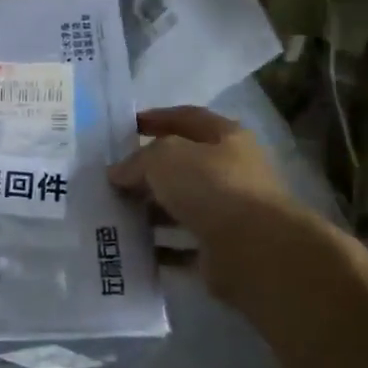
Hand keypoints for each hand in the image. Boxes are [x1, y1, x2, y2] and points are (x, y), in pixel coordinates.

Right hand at [109, 105, 316, 303]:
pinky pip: (181, 244)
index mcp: (227, 138)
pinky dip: (158, 246)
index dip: (158, 118)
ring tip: (115, 213)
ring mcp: (229, 213)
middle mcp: (232, 172)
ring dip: (150, 210)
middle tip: (113, 177)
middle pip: (183, 166)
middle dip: (148, 170)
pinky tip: (131, 246)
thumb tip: (117, 173)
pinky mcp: (221, 249)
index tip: (128, 126)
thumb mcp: (164, 158)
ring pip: (181, 206)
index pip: (188, 119)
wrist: (254, 249)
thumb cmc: (212, 187)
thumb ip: (137, 161)